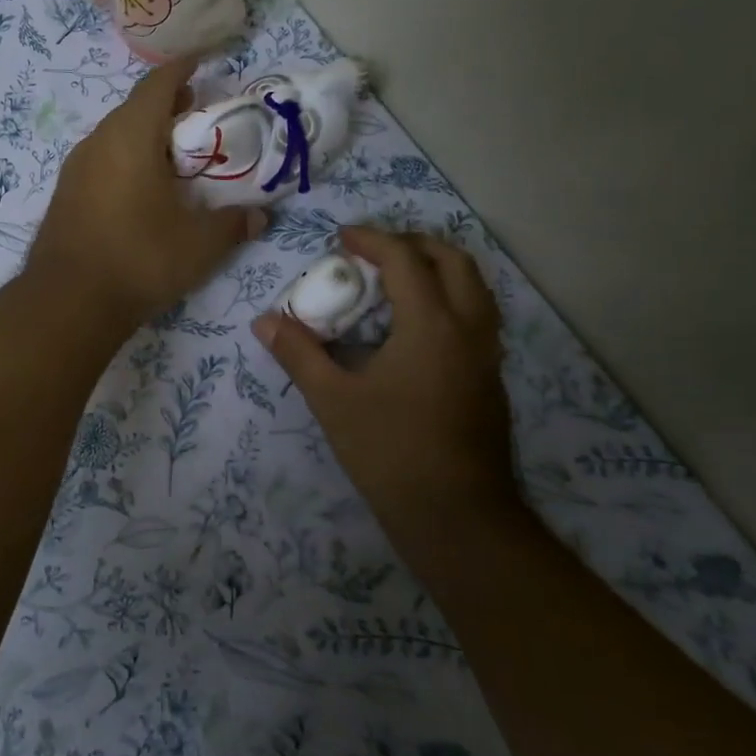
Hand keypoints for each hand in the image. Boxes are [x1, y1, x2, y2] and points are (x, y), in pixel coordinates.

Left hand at [27, 56, 263, 329]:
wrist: (68, 302)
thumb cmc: (139, 259)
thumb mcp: (199, 244)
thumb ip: (233, 225)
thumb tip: (259, 217)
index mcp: (131, 136)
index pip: (158, 83)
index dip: (182, 67)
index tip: (204, 60)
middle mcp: (98, 142)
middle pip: (135, 108)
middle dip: (168, 105)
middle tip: (199, 116)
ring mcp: (75, 169)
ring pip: (115, 136)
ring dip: (146, 135)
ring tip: (175, 155)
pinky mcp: (65, 194)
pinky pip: (101, 161)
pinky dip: (126, 160)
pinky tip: (143, 189)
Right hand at [253, 226, 515, 519]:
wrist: (457, 517)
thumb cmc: (390, 452)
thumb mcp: (333, 400)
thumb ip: (298, 354)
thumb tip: (264, 321)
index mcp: (432, 325)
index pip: (405, 259)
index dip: (372, 239)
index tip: (341, 238)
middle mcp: (469, 329)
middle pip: (453, 261)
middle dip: (414, 244)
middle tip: (374, 251)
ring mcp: (487, 355)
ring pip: (473, 288)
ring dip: (436, 270)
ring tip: (395, 282)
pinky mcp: (490, 379)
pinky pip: (476, 317)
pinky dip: (448, 300)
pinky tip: (414, 328)